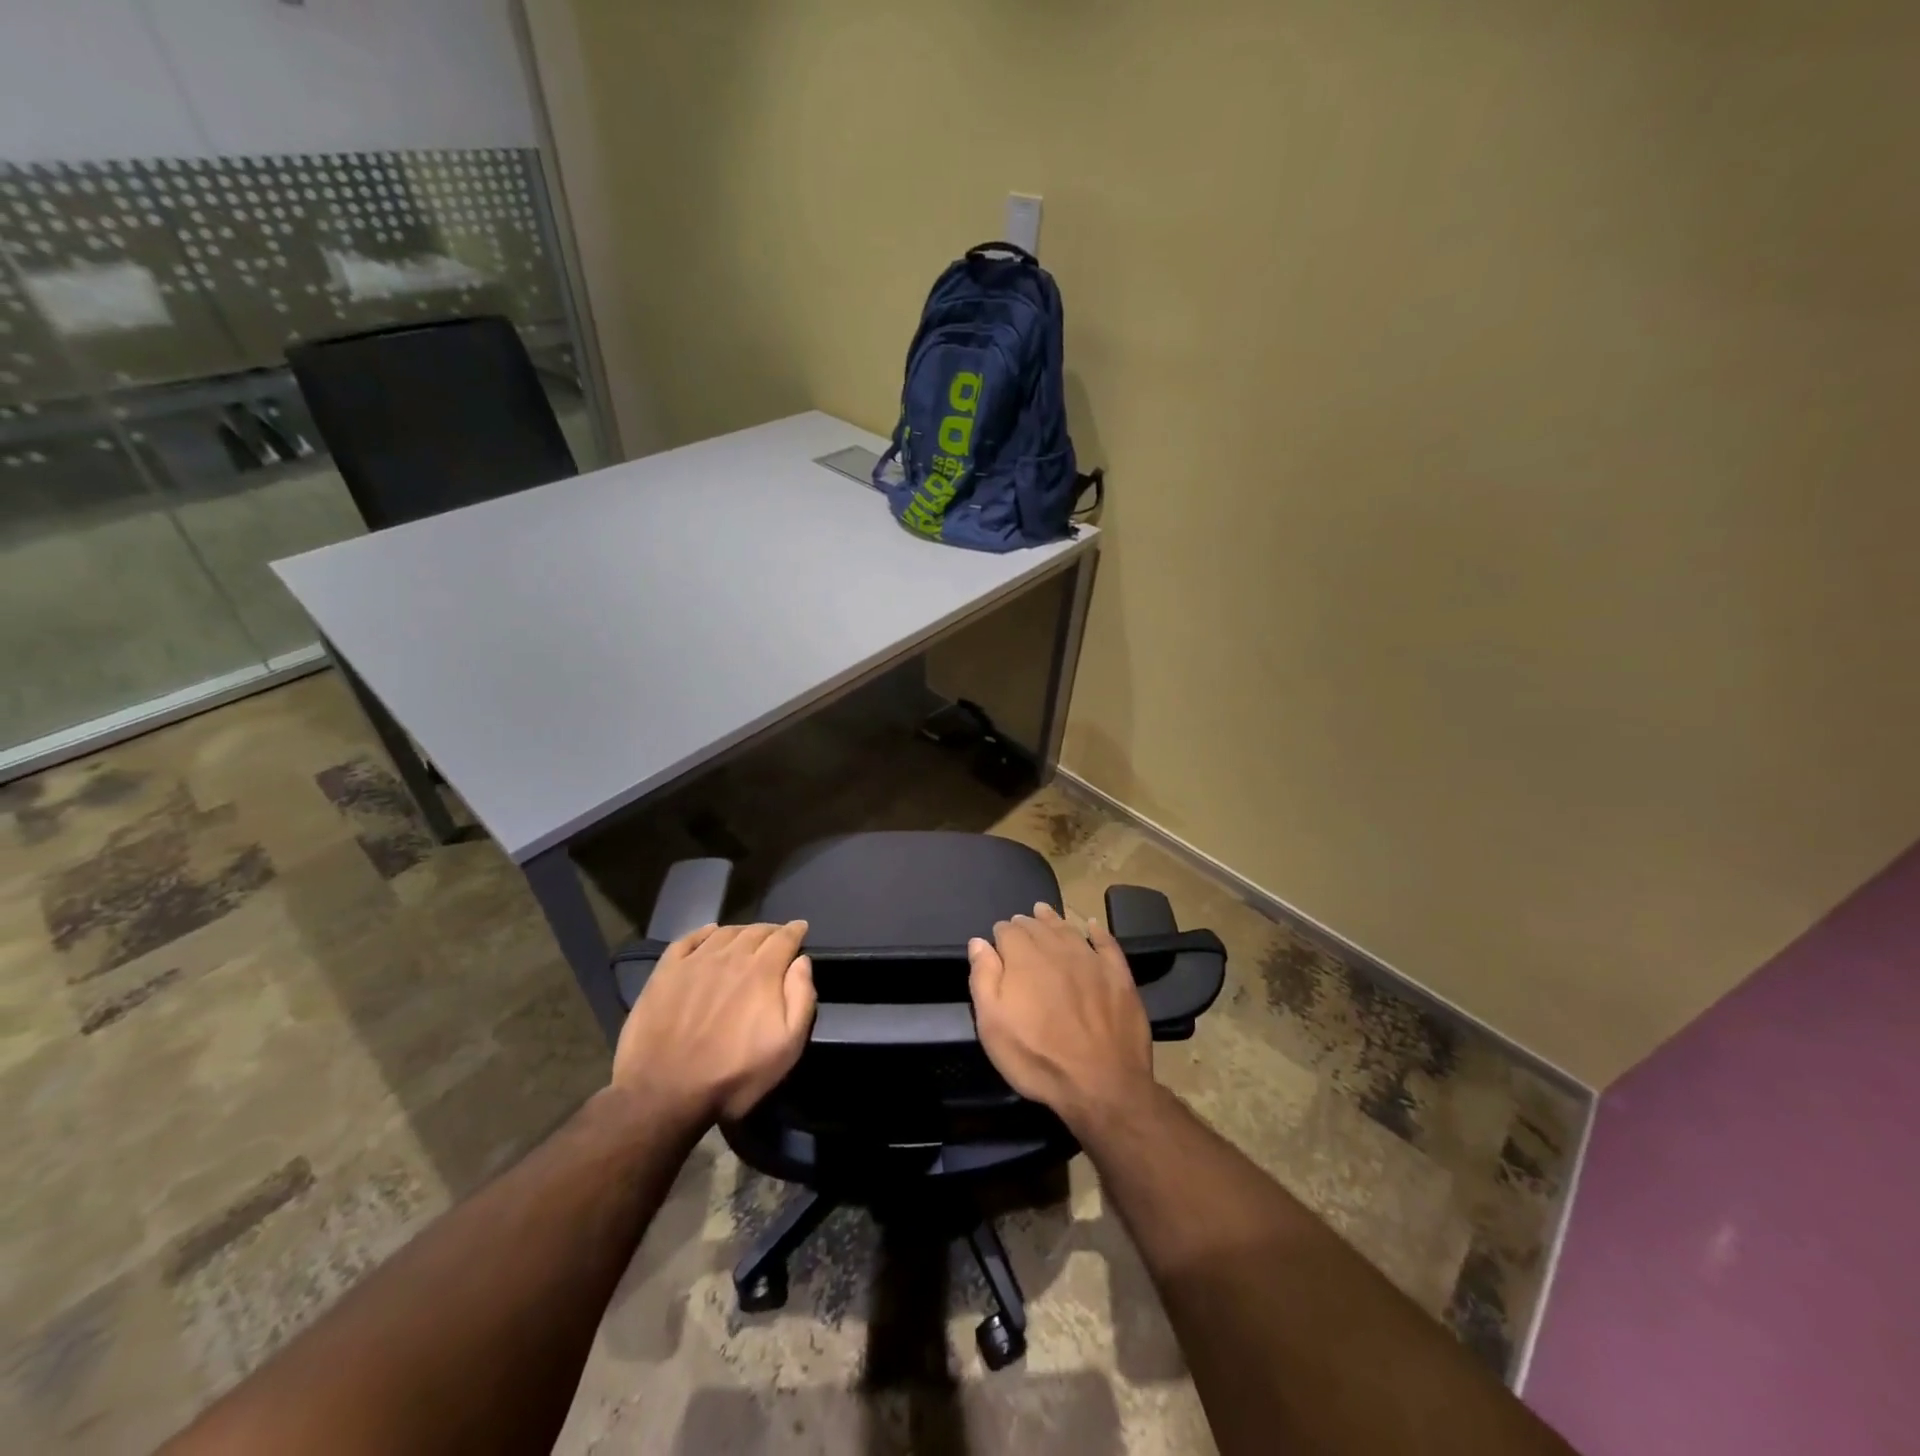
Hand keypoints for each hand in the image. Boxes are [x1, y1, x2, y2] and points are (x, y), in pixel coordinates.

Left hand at [612, 921, 815, 1123]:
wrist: (663, 1093)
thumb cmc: (733, 1075)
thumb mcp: (787, 1046)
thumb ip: (801, 998)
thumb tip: (802, 962)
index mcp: (762, 971)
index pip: (784, 938)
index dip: (795, 930)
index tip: (801, 928)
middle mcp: (730, 956)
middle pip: (755, 931)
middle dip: (770, 931)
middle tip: (776, 937)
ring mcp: (694, 962)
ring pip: (724, 932)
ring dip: (741, 931)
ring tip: (746, 937)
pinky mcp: (665, 972)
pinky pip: (688, 939)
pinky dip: (703, 932)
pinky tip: (709, 933)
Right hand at [968, 902, 1154, 1131]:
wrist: (1101, 1083)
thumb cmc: (1037, 1057)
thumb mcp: (993, 1025)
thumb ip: (983, 977)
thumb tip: (979, 942)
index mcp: (1024, 957)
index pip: (1007, 931)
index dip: (1000, 934)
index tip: (997, 942)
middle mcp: (1057, 949)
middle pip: (1037, 926)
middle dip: (1025, 925)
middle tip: (1019, 926)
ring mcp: (1091, 959)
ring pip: (1068, 929)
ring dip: (1054, 920)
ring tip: (1045, 912)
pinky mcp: (1119, 975)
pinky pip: (1107, 943)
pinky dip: (1097, 931)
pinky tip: (1093, 926)